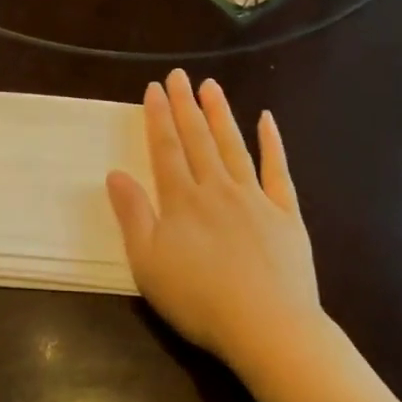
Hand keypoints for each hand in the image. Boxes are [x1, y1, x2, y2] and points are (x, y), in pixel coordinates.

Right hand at [106, 70, 323, 372]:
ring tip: (211, 86)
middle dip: (186, 105)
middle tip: (179, 75)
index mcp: (182, 201)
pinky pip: (278, 170)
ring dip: (221, 114)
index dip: (158, 117)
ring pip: (234, 146)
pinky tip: (267, 120)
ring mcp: (255, 198)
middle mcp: (217, 189)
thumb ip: (133, 215)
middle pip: (198, 140)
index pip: (166, 149)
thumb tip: (115, 174)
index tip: (154, 88)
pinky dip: (272, 143)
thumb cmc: (199, 300)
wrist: (267, 326)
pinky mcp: (286, 214)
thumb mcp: (148, 263)